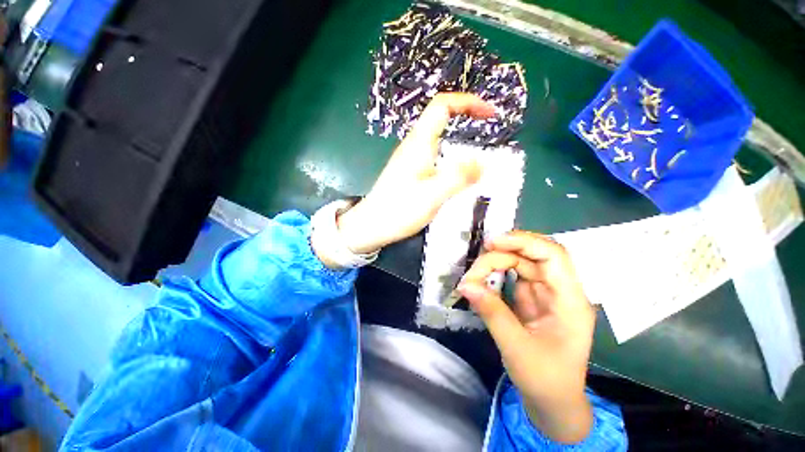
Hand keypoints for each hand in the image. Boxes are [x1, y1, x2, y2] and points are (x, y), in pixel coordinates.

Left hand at [336, 93, 494, 253]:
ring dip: (459, 136)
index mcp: (419, 144)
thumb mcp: (432, 195)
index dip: (467, 102)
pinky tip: (457, 171)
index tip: (490, 113)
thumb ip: (458, 178)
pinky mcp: (410, 172)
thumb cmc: (398, 210)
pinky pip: (435, 154)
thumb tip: (482, 162)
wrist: (372, 225)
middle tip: (488, 129)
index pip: (442, 106)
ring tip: (478, 150)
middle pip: (441, 118)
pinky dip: (451, 154)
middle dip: (466, 116)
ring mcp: (410, 159)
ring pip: (438, 137)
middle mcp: (414, 146)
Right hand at [458, 231, 594, 443]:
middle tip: (473, 272)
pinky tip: (481, 280)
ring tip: (473, 278)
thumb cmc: (545, 380)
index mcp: (570, 301)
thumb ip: (491, 312)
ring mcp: (546, 292)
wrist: (554, 402)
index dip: (523, 242)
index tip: (492, 243)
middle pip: (531, 256)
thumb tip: (465, 286)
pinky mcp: (532, 297)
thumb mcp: (516, 348)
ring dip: (494, 264)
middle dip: (500, 256)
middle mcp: (560, 290)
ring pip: (520, 262)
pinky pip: (513, 275)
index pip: (553, 255)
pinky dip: (495, 274)